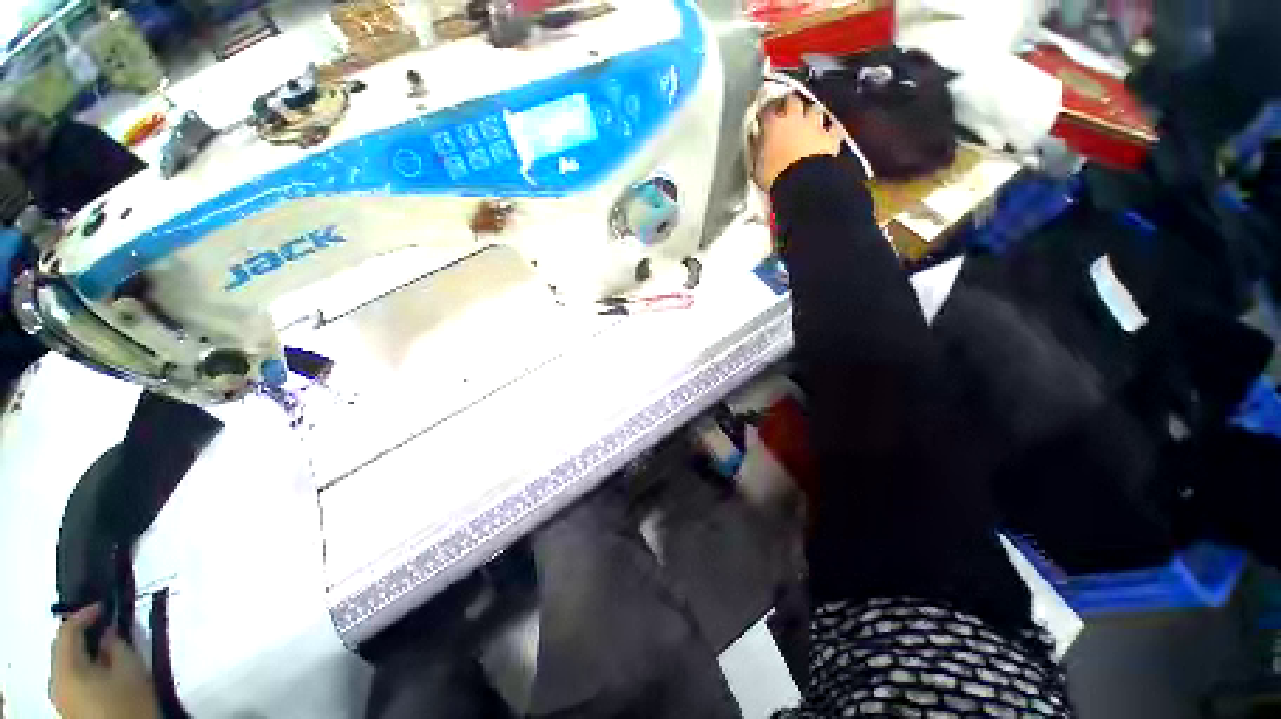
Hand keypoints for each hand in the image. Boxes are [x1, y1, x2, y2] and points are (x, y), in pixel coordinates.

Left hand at [49, 605, 160, 718]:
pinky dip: (84, 665)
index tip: (105, 606)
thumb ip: (118, 646)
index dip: (85, 614)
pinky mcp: (69, 706)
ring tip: (105, 646)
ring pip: (66, 664)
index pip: (68, 631)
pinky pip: (71, 677)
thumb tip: (109, 632)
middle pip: (62, 648)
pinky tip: (101, 670)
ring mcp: (60, 698)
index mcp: (67, 670)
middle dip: (81, 633)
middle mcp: (56, 681)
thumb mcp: (131, 671)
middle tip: (105, 624)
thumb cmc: (129, 704)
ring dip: (83, 650)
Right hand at [753, 94, 842, 191]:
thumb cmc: (774, 176)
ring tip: (807, 119)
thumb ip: (757, 148)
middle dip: (788, 103)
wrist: (802, 182)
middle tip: (786, 109)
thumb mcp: (757, 165)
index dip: (765, 111)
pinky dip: (830, 128)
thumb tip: (757, 138)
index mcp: (773, 125)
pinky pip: (833, 127)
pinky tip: (829, 131)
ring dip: (810, 113)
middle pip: (792, 101)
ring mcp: (814, 126)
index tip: (763, 116)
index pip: (767, 110)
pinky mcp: (830, 137)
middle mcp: (794, 118)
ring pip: (814, 109)